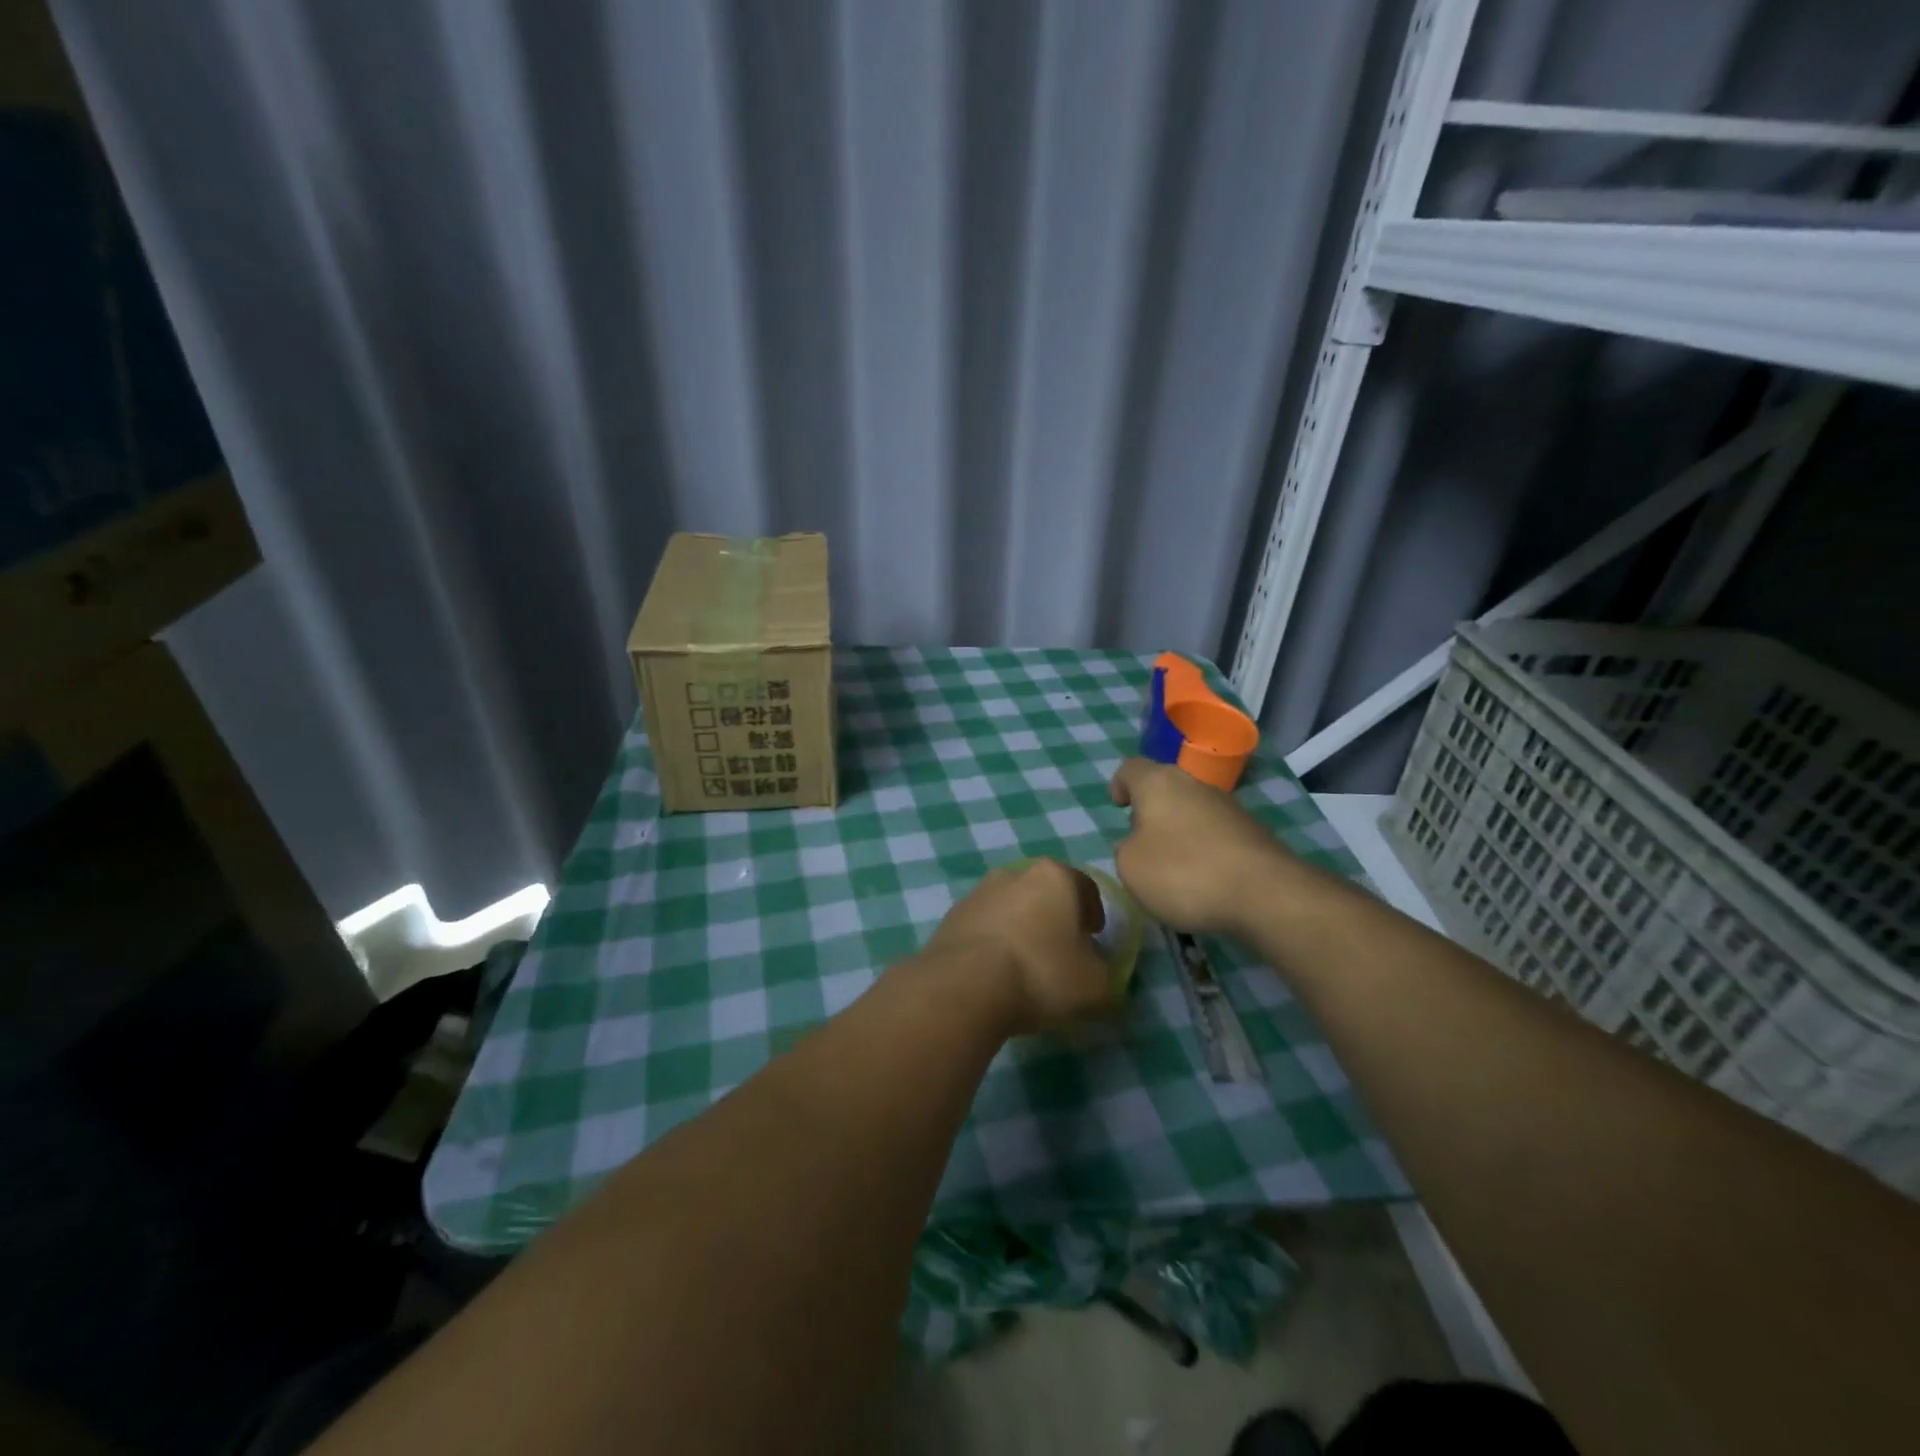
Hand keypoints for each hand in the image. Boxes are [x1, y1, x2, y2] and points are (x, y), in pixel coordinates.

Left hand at [922, 859, 1115, 1034]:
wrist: (964, 986)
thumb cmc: (1041, 974)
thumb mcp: (1096, 985)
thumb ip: (1106, 973)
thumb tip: (1096, 970)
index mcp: (1054, 877)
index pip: (1084, 887)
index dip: (1093, 913)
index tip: (1094, 938)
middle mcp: (1015, 873)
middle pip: (1043, 893)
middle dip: (1054, 917)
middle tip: (1061, 951)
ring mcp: (978, 892)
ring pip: (1010, 907)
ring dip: (1020, 928)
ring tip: (1024, 965)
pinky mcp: (951, 916)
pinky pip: (983, 927)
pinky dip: (992, 943)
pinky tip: (994, 973)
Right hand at [1108, 758, 1289, 936]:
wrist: (1265, 894)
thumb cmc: (1183, 872)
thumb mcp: (1130, 866)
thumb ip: (1126, 849)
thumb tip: (1140, 844)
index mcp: (1158, 783)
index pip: (1131, 768)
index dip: (1119, 784)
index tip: (1118, 807)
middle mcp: (1194, 784)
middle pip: (1165, 788)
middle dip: (1151, 811)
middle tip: (1141, 841)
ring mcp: (1228, 807)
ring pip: (1192, 811)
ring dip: (1179, 831)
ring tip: (1173, 868)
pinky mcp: (1252, 832)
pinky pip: (1215, 834)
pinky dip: (1204, 850)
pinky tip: (1203, 880)